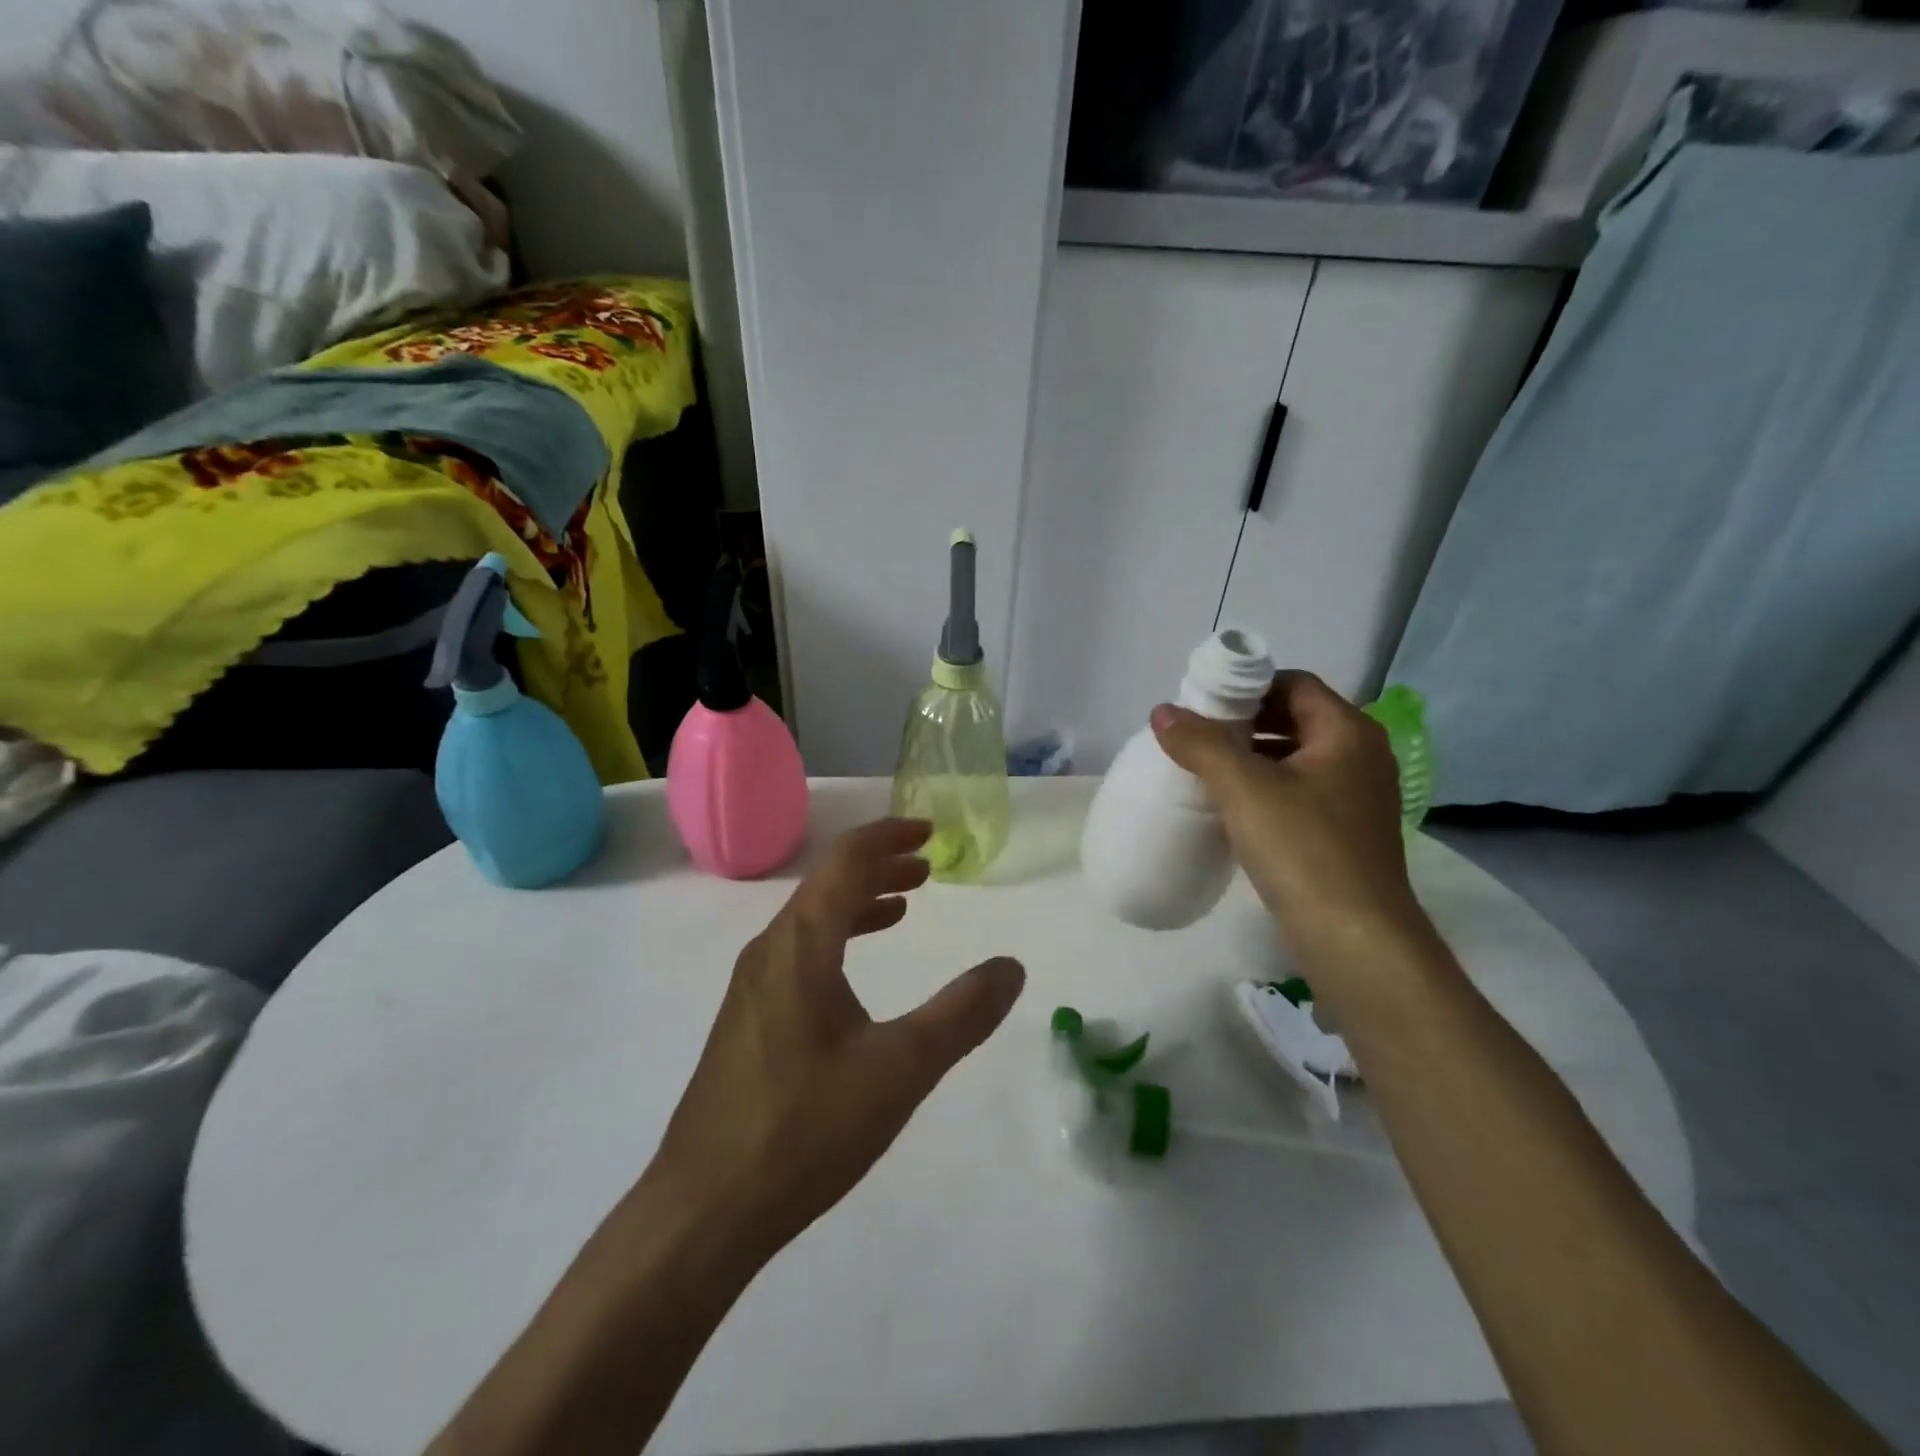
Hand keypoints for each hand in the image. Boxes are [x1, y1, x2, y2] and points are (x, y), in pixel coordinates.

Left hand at [650, 818, 1024, 1258]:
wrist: (703, 1210)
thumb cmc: (804, 1129)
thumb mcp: (900, 1070)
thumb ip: (961, 1014)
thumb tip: (1011, 968)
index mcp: (801, 944)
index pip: (846, 861)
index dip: (889, 836)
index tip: (929, 830)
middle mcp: (770, 950)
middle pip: (827, 883)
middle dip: (879, 865)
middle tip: (926, 865)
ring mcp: (752, 986)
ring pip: (812, 918)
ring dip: (859, 900)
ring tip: (903, 904)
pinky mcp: (748, 1019)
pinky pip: (800, 952)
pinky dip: (839, 938)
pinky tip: (856, 970)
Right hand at [1151, 671, 1427, 963]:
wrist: (1355, 939)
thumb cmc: (1303, 848)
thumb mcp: (1244, 788)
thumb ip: (1201, 744)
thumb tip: (1162, 712)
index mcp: (1348, 733)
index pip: (1294, 684)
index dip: (1248, 686)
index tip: (1203, 704)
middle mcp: (1360, 757)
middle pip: (1295, 718)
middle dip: (1245, 722)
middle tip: (1197, 735)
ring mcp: (1356, 798)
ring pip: (1296, 758)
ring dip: (1252, 757)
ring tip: (1205, 769)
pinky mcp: (1344, 833)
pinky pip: (1299, 793)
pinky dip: (1266, 789)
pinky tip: (1231, 808)